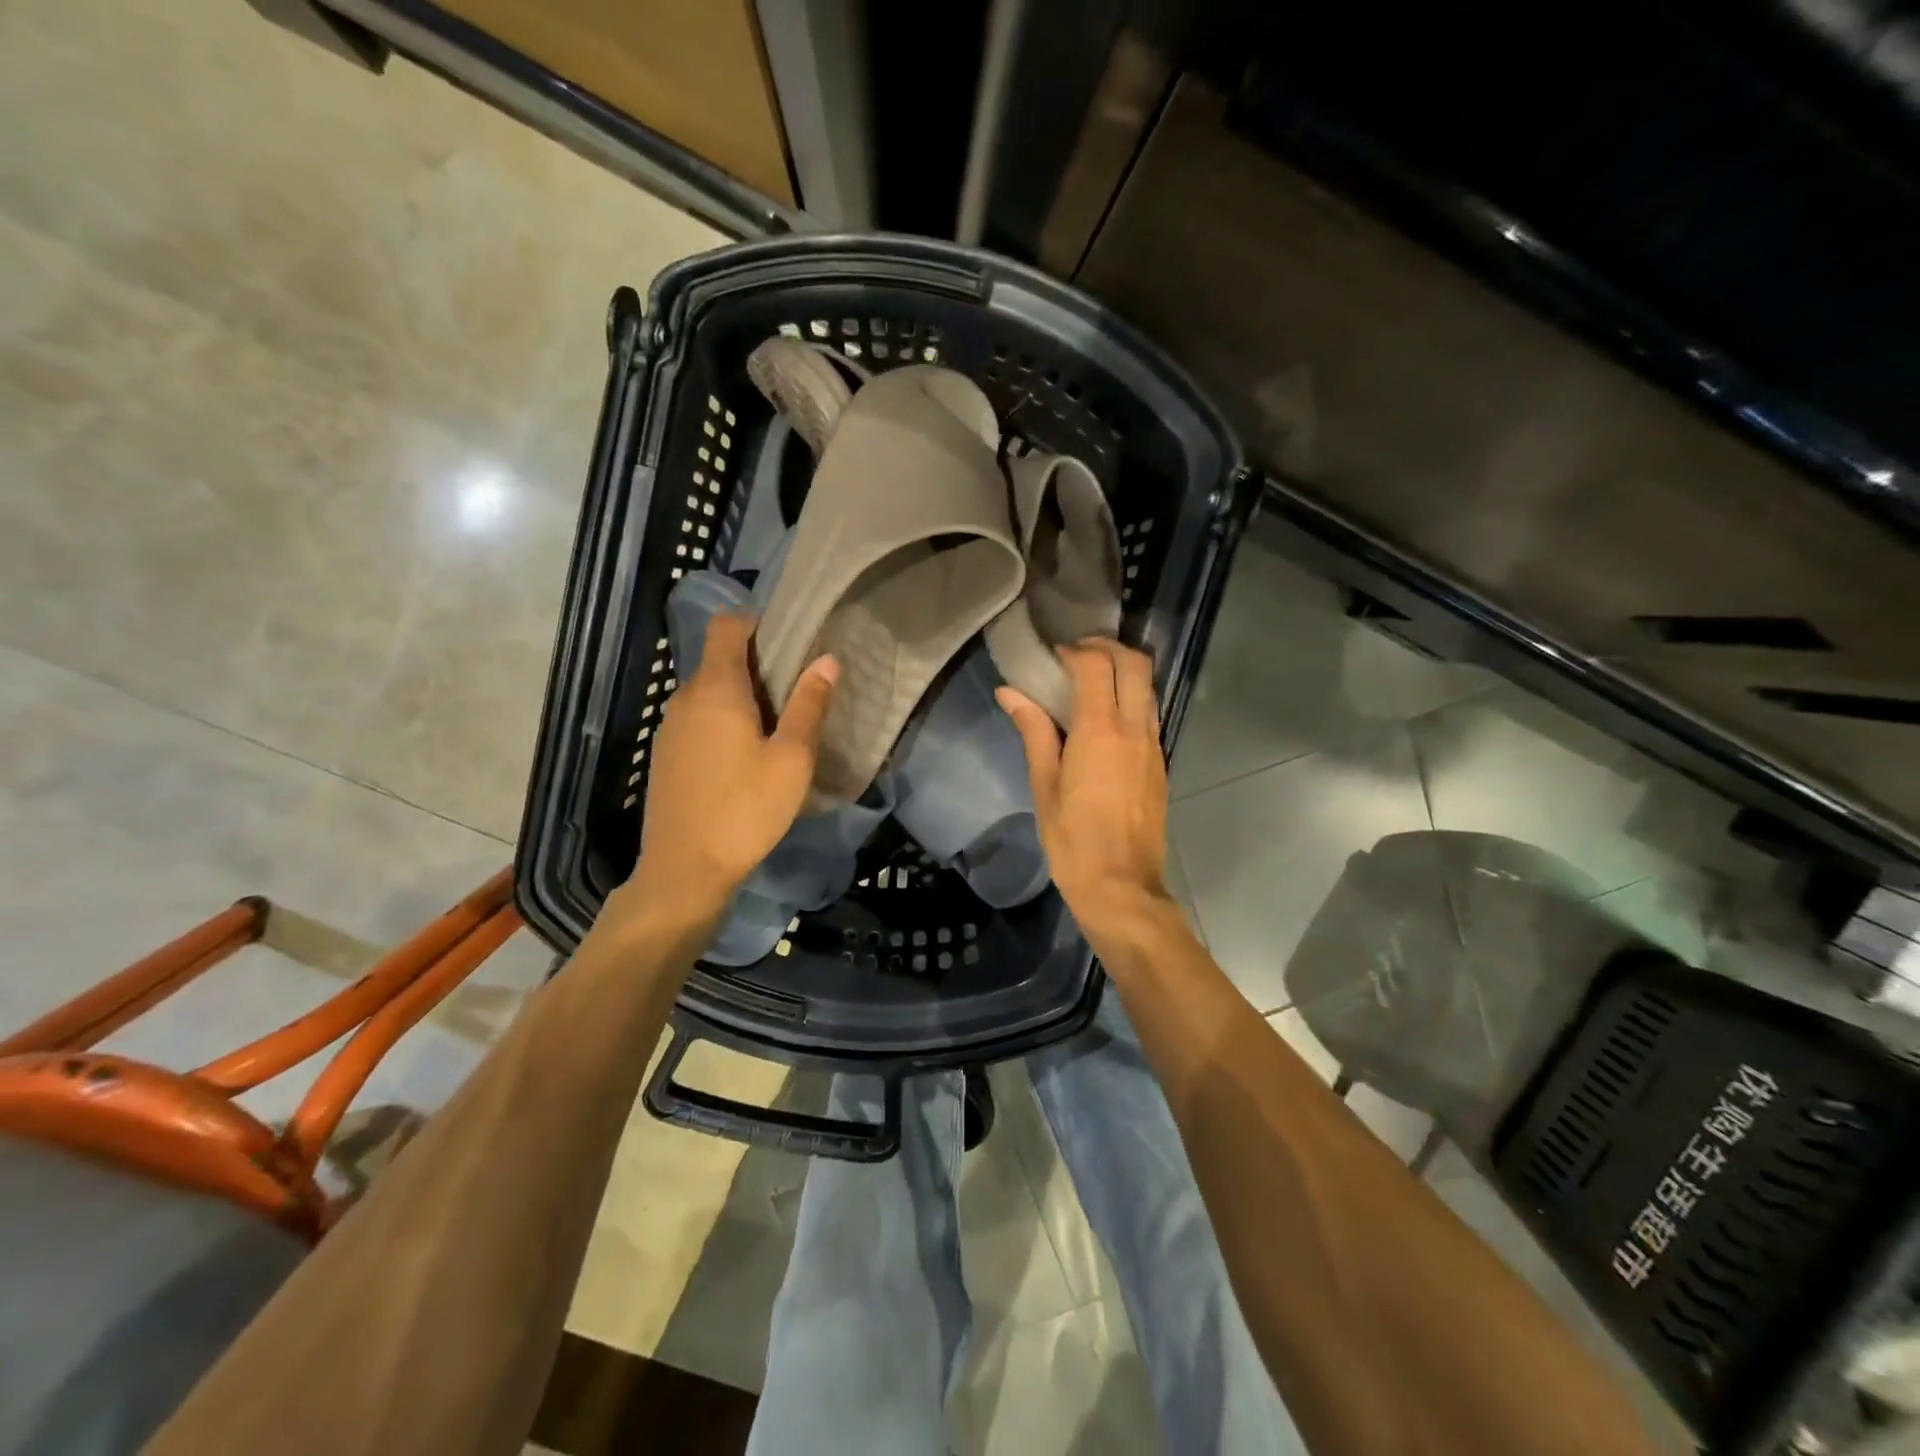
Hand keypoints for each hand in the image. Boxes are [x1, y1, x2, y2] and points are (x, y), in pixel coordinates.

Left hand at [621, 615, 837, 928]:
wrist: (684, 870)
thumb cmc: (745, 809)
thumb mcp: (791, 759)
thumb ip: (808, 705)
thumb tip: (826, 659)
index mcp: (716, 689)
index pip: (726, 626)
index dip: (757, 624)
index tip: (790, 643)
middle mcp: (685, 698)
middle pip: (719, 659)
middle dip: (757, 665)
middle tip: (797, 691)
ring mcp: (669, 727)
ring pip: (708, 692)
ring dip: (741, 697)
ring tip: (777, 726)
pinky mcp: (666, 754)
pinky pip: (698, 719)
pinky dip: (723, 721)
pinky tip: (746, 757)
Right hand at [997, 640, 1176, 945]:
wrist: (1122, 886)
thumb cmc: (1072, 840)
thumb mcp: (1044, 786)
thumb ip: (1034, 732)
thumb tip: (1011, 693)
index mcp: (1100, 731)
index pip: (1095, 666)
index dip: (1075, 651)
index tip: (1053, 654)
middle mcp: (1134, 729)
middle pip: (1134, 664)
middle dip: (1107, 647)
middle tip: (1077, 653)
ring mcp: (1153, 745)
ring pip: (1148, 686)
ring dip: (1124, 669)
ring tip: (1092, 678)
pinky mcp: (1160, 763)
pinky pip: (1150, 713)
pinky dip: (1132, 696)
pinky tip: (1107, 715)